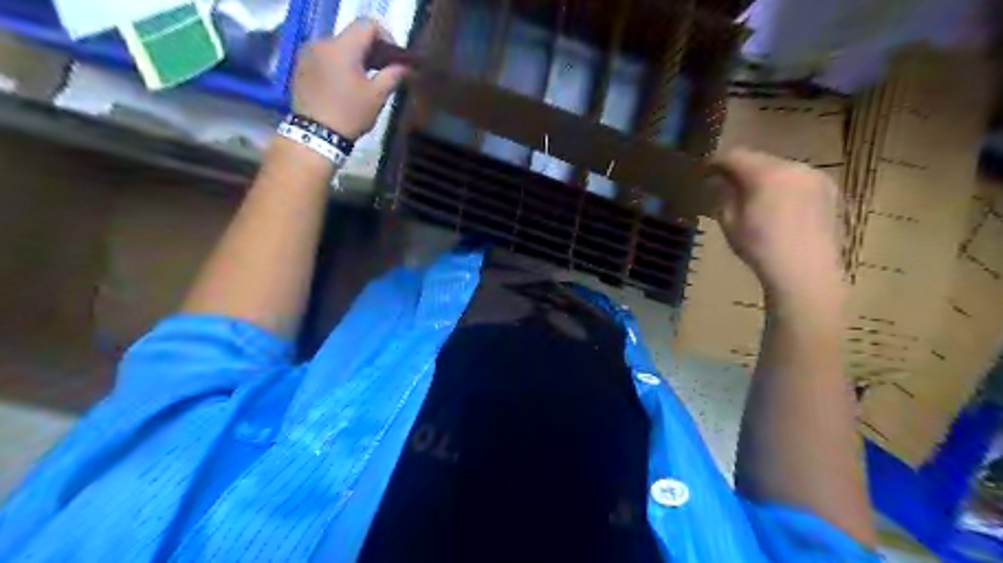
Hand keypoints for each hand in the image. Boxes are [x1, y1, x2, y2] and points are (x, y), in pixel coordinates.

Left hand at [292, 18, 409, 140]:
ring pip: (338, 47)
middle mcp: (322, 42)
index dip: (386, 37)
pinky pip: (324, 57)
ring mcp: (308, 53)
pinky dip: (338, 66)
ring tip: (362, 81)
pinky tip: (343, 86)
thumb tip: (405, 66)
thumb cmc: (350, 114)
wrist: (316, 134)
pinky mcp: (300, 66)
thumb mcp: (377, 96)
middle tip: (382, 72)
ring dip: (353, 59)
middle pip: (352, 35)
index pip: (367, 25)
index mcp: (343, 47)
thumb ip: (392, 75)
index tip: (394, 58)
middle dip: (370, 50)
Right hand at [712, 147, 843, 308]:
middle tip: (727, 184)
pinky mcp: (830, 191)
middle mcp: (794, 167)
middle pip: (760, 160)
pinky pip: (799, 181)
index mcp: (766, 173)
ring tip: (754, 196)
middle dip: (742, 169)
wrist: (806, 272)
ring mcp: (816, 178)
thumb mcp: (730, 222)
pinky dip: (784, 187)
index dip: (716, 161)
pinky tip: (779, 207)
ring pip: (782, 169)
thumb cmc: (761, 248)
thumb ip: (724, 196)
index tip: (704, 171)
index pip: (735, 156)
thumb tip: (722, 183)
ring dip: (764, 178)